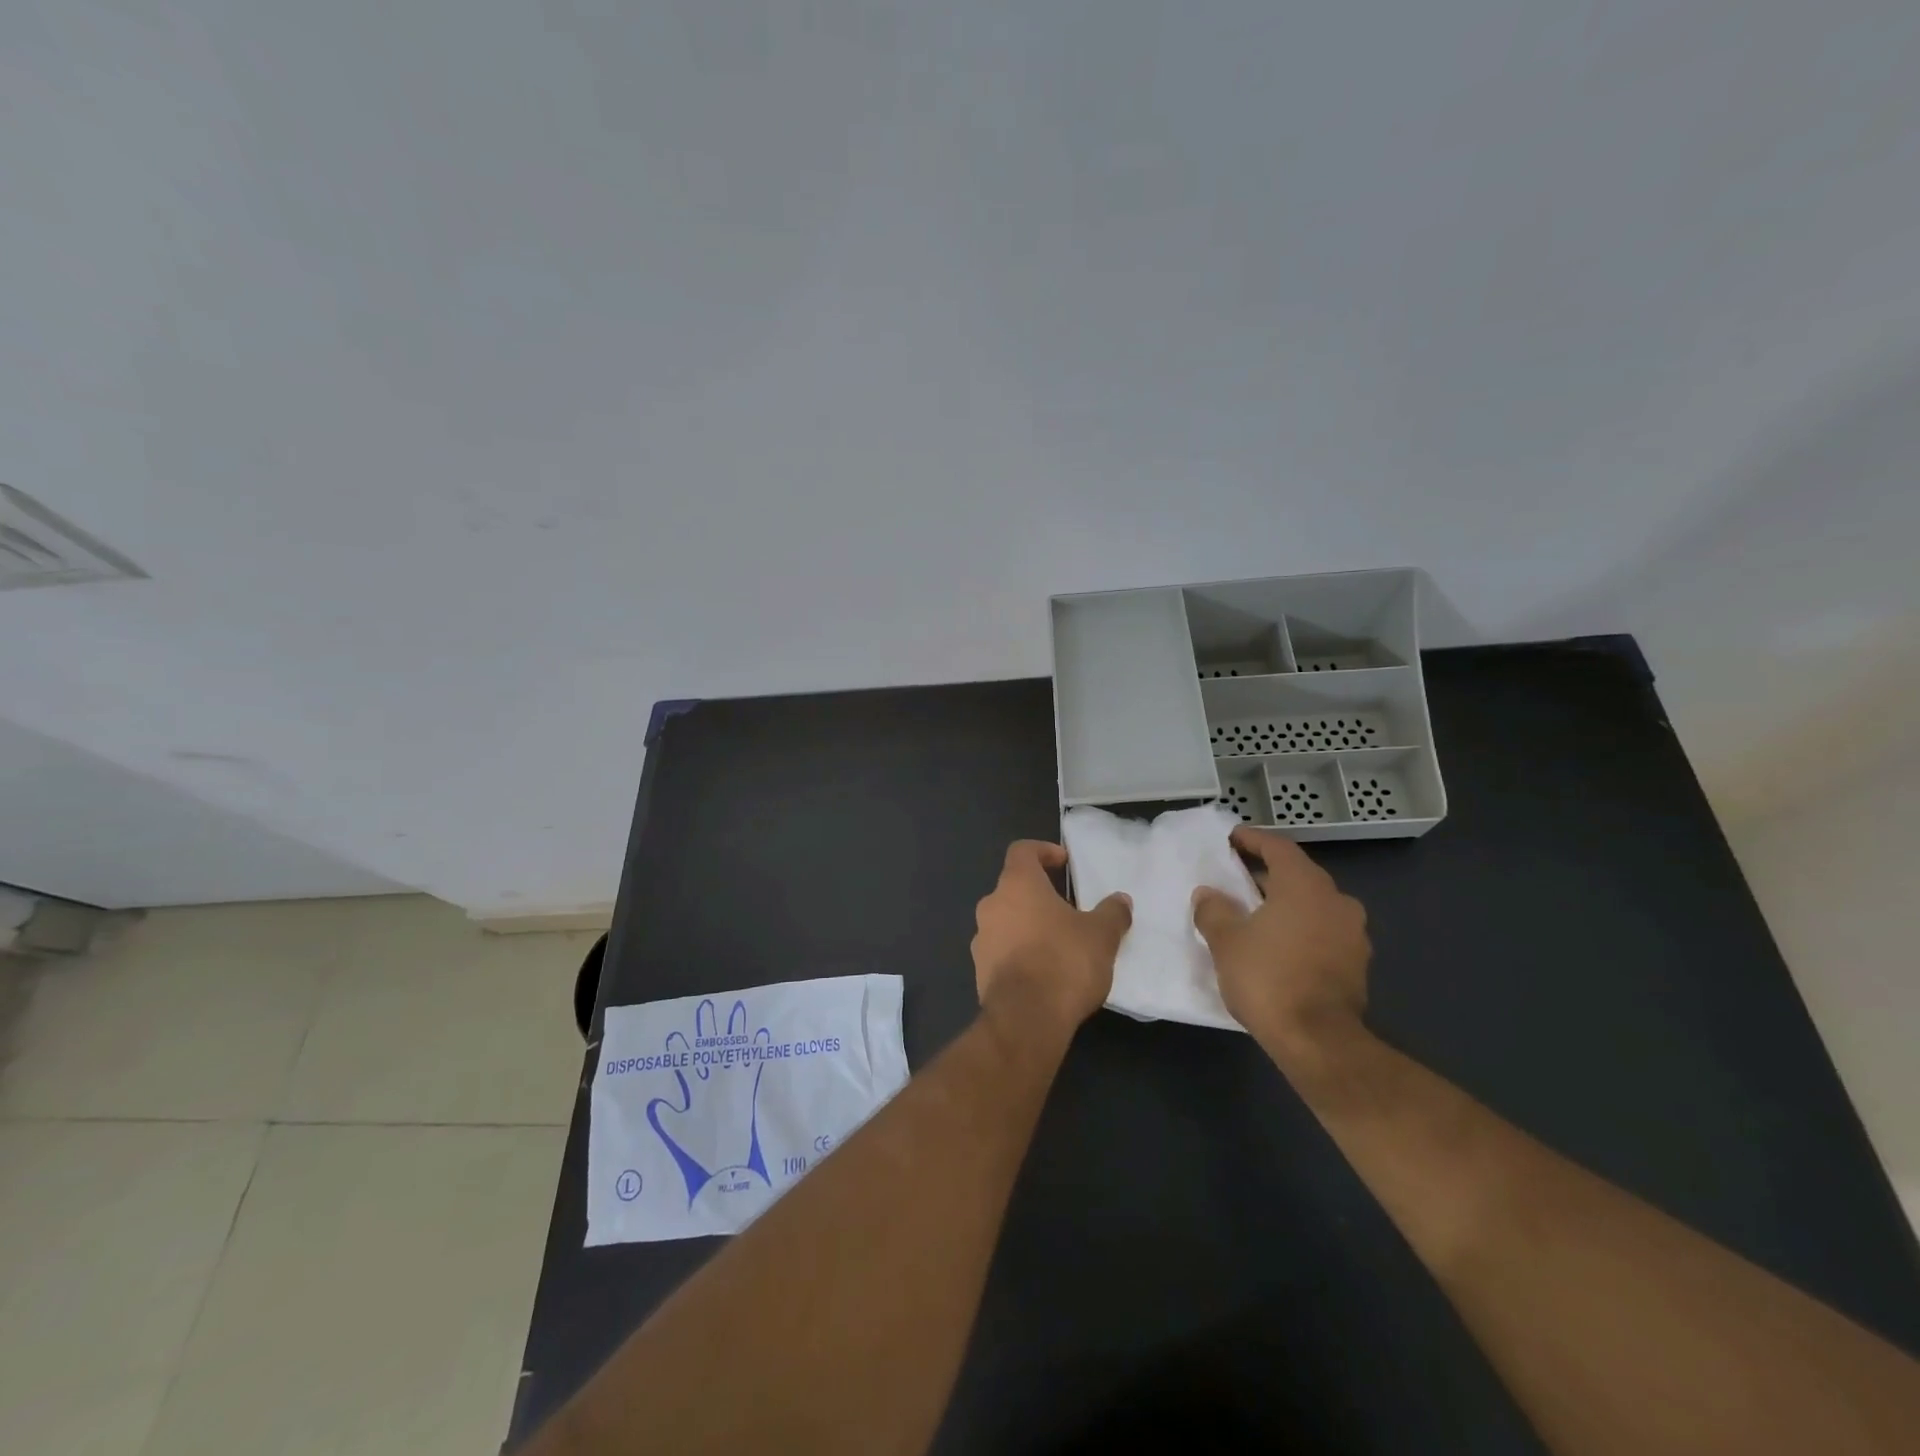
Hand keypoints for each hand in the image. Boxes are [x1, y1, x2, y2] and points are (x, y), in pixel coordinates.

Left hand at [972, 840, 1131, 1040]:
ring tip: (1058, 943)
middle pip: (1013, 887)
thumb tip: (1121, 900)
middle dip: (1039, 895)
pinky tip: (1044, 972)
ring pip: (1005, 920)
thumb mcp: (1102, 935)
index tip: (1063, 863)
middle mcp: (991, 905)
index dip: (1043, 851)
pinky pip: (1001, 950)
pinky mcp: (979, 971)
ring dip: (1028, 925)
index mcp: (1017, 884)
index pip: (1022, 851)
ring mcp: (980, 939)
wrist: (1026, 1019)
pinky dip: (1019, 953)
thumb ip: (1112, 913)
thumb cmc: (1064, 962)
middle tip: (1067, 909)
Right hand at [1191, 826, 1369, 1058]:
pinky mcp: (1357, 964)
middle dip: (1267, 876)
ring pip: (1313, 906)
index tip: (1231, 839)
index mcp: (1305, 885)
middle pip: (1298, 875)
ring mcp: (1353, 934)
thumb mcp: (1226, 941)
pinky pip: (1323, 933)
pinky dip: (1300, 930)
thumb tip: (1208, 894)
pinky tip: (1278, 947)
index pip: (1278, 848)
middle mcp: (1337, 901)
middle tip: (1237, 881)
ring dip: (1285, 905)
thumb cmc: (1268, 977)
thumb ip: (1214, 910)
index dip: (1252, 840)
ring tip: (1254, 916)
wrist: (1319, 1041)